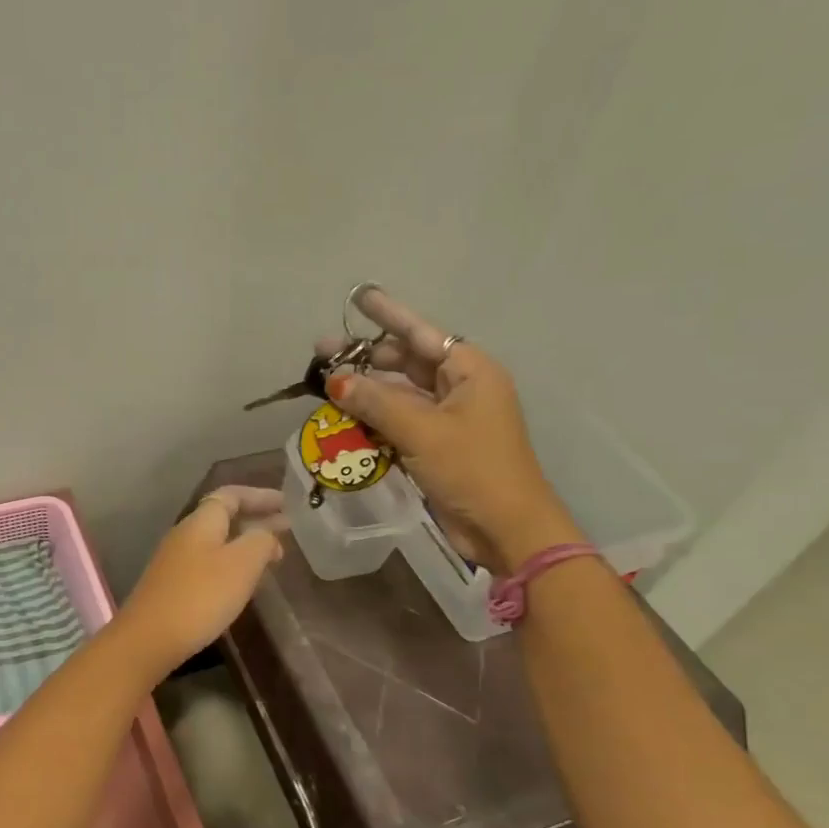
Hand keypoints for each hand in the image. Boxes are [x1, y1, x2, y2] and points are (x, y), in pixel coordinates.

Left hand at [112, 486, 285, 674]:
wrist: (149, 638)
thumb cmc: (201, 595)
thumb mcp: (242, 564)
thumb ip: (261, 541)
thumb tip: (269, 533)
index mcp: (201, 522)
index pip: (231, 495)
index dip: (259, 496)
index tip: (285, 502)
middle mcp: (185, 534)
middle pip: (223, 517)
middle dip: (255, 520)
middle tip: (285, 528)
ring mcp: (175, 561)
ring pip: (216, 542)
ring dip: (244, 544)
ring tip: (271, 555)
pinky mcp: (172, 586)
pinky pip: (208, 563)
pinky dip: (231, 564)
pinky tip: (243, 582)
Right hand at [315, 289, 574, 571]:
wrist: (506, 530)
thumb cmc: (472, 470)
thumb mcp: (422, 432)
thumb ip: (376, 402)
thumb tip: (335, 380)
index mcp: (470, 372)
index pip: (421, 334)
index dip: (388, 315)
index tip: (358, 297)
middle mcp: (460, 388)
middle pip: (406, 362)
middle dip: (366, 358)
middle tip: (323, 353)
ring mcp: (448, 419)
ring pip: (399, 394)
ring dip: (365, 391)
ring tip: (325, 386)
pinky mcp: (436, 446)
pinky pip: (398, 422)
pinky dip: (373, 419)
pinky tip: (344, 419)